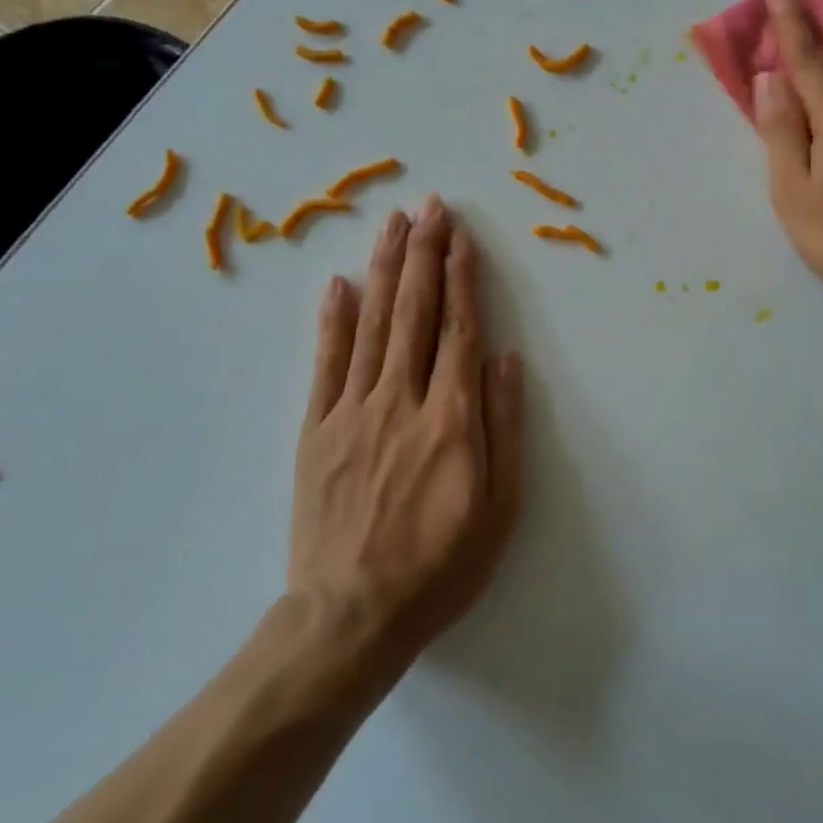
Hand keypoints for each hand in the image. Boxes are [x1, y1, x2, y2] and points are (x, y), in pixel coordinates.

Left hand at [289, 197, 523, 660]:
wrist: (351, 617)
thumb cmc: (439, 566)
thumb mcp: (499, 508)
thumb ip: (504, 427)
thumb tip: (506, 360)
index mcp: (451, 418)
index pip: (459, 330)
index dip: (462, 278)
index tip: (461, 236)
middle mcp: (401, 400)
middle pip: (415, 312)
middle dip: (424, 253)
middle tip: (428, 206)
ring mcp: (352, 412)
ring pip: (372, 324)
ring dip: (384, 269)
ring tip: (391, 223)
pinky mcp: (316, 430)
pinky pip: (326, 364)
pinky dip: (332, 320)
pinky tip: (339, 283)